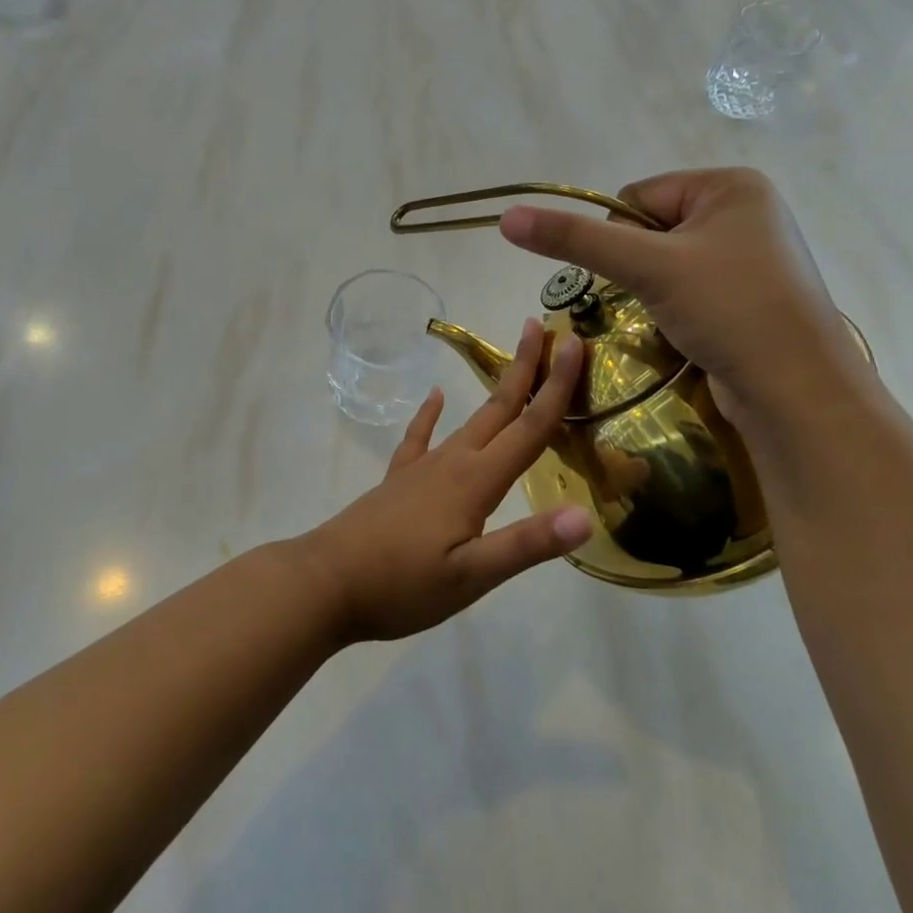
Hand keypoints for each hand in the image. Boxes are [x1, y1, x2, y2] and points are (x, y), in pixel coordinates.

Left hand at [297, 319, 591, 642]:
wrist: (327, 581)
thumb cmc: (402, 585)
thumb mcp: (471, 576)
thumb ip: (527, 544)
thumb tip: (585, 515)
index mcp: (476, 481)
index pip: (529, 426)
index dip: (556, 386)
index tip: (575, 344)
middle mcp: (453, 462)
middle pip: (499, 408)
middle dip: (525, 368)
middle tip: (542, 328)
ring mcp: (422, 468)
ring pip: (469, 420)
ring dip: (495, 391)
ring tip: (511, 367)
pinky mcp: (400, 479)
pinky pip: (420, 437)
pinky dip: (430, 414)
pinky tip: (434, 397)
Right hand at [497, 168, 868, 422]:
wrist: (798, 391)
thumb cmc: (730, 310)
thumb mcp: (647, 267)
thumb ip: (575, 240)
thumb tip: (507, 216)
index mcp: (731, 185)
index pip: (637, 197)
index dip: (620, 237)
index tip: (639, 275)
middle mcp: (745, 211)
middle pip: (650, 230)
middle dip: (640, 267)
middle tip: (661, 298)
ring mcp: (751, 255)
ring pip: (667, 263)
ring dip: (656, 290)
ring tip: (681, 317)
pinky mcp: (750, 294)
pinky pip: (690, 287)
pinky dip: (678, 307)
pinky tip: (694, 330)